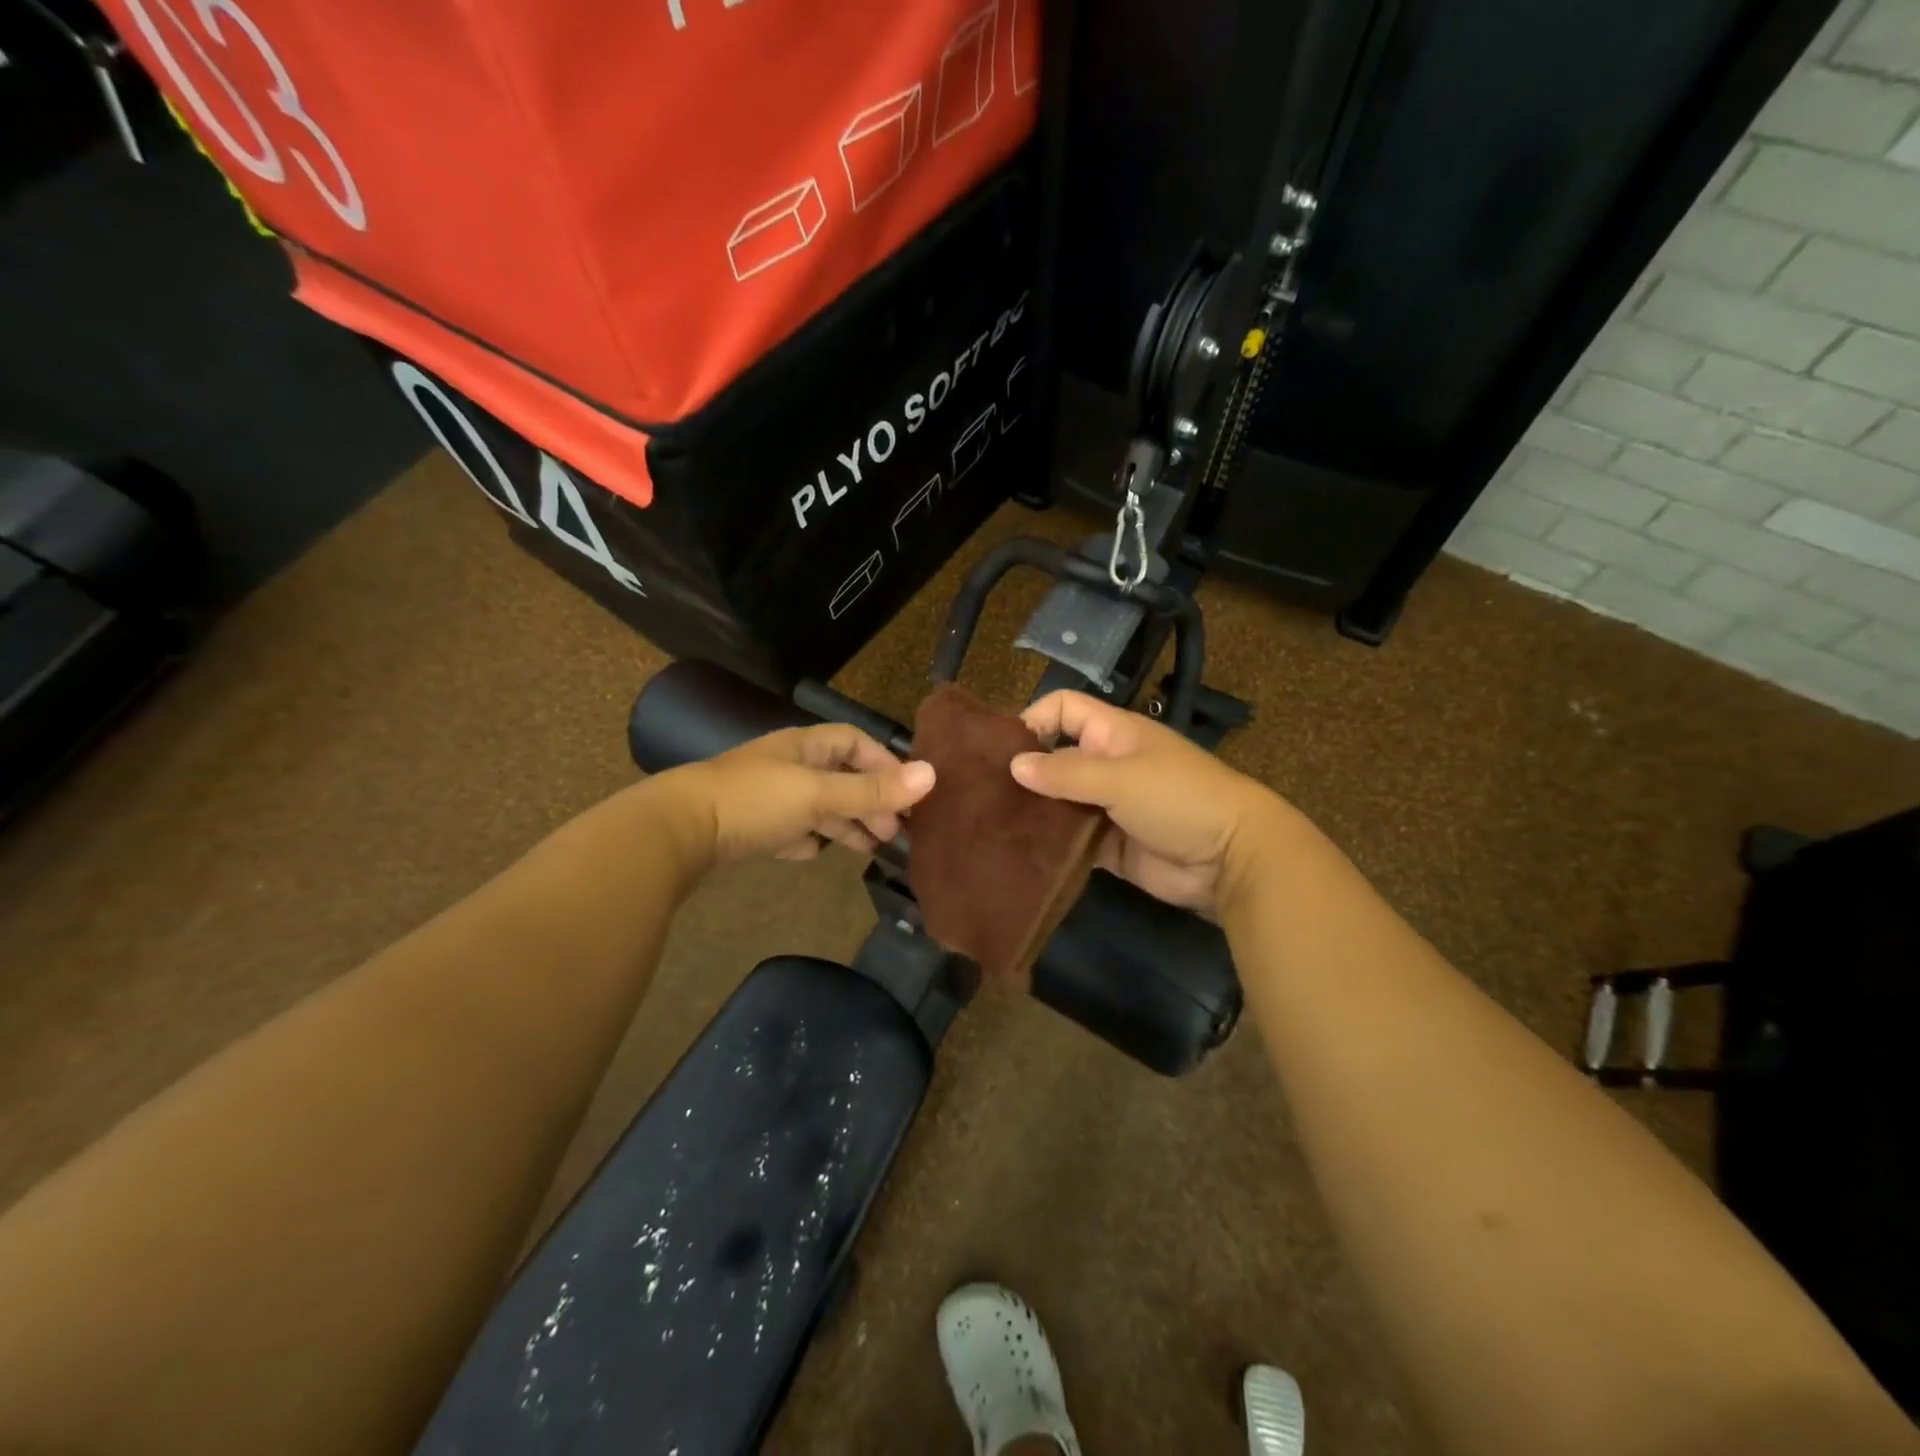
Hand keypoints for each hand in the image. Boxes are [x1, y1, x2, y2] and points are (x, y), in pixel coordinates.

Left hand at [663, 723, 935, 865]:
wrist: (679, 830)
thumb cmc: (755, 800)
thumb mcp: (819, 793)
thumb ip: (873, 789)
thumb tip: (932, 776)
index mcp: (806, 747)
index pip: (855, 743)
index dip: (885, 763)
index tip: (909, 792)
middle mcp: (790, 767)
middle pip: (842, 777)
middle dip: (871, 800)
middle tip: (895, 831)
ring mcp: (771, 797)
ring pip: (821, 806)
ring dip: (847, 823)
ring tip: (872, 848)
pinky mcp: (754, 826)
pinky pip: (794, 829)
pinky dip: (811, 839)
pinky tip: (818, 854)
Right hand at [1011, 690, 1295, 917]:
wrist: (1232, 859)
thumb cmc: (1179, 799)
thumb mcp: (1121, 777)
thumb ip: (1065, 772)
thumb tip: (1013, 765)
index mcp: (1113, 733)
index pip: (1064, 709)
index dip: (1033, 720)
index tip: (1001, 750)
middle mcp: (1107, 764)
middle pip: (1056, 757)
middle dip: (1025, 772)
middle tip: (985, 793)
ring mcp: (1108, 806)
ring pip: (1060, 801)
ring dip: (1035, 811)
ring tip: (996, 824)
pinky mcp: (1110, 845)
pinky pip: (1072, 839)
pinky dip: (1052, 844)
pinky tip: (1022, 852)